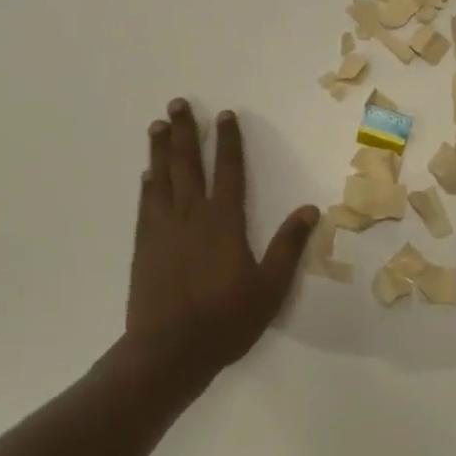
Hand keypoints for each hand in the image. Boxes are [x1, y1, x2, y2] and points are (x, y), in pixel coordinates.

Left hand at [127, 99, 318, 382]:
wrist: (168, 352)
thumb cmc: (225, 320)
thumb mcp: (270, 287)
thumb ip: (288, 246)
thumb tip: (310, 209)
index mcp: (224, 221)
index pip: (229, 170)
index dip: (229, 141)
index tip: (225, 115)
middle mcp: (192, 215)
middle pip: (188, 163)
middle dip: (185, 131)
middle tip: (177, 104)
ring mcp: (164, 228)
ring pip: (162, 178)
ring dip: (160, 149)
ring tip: (157, 125)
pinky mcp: (144, 245)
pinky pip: (146, 204)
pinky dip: (147, 184)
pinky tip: (147, 173)